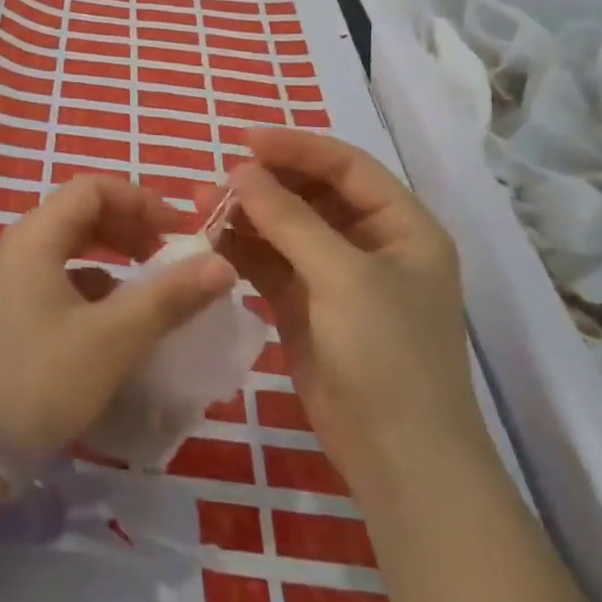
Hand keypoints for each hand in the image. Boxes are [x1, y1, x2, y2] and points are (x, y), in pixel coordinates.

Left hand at [0, 175, 236, 464]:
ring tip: (149, 285)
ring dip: (112, 257)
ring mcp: (8, 281)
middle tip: (168, 255)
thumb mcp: (114, 338)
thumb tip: (221, 263)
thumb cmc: (42, 379)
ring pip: (68, 249)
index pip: (92, 189)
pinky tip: (114, 320)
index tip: (179, 230)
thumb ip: (169, 297)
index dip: (140, 200)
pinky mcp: (7, 314)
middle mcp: (17, 247)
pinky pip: (57, 280)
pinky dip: (92, 286)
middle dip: (129, 227)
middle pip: (80, 214)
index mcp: (35, 236)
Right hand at [223, 128, 485, 481]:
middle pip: (311, 193)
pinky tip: (210, 241)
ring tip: (199, 207)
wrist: (398, 460)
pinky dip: (242, 249)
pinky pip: (270, 262)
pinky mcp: (306, 305)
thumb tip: (242, 172)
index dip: (296, 147)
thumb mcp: (342, 277)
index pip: (345, 166)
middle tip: (215, 182)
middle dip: (264, 184)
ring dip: (246, 215)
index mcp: (402, 226)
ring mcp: (336, 276)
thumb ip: (289, 219)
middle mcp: (370, 243)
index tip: (244, 141)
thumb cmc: (388, 355)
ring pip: (284, 227)